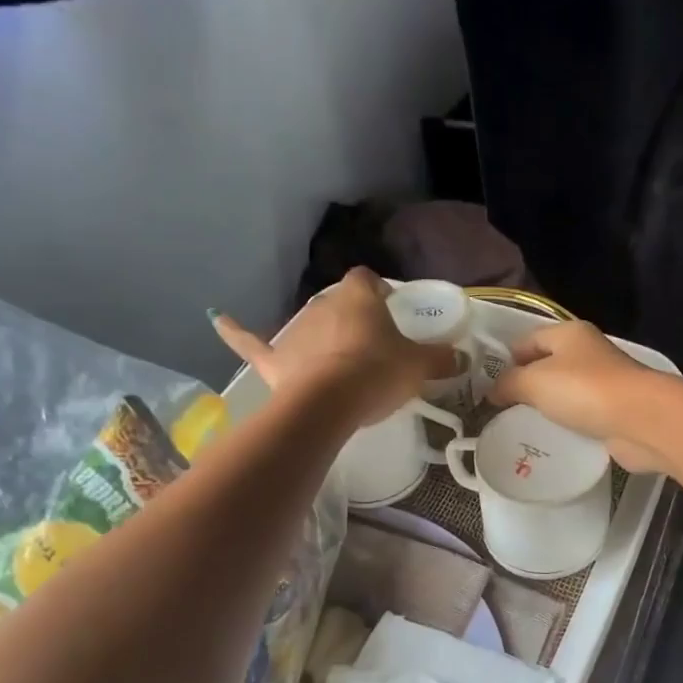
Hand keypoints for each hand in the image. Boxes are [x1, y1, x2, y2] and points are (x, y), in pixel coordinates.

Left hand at [213, 268, 452, 426]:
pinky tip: (219, 319)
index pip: (368, 280)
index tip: (388, 307)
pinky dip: (235, 331)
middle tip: (369, 343)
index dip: (378, 292)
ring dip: (319, 334)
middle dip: (350, 318)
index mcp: (359, 298)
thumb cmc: (378, 374)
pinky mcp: (274, 359)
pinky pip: (251, 341)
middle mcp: (324, 305)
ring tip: (336, 358)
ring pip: (308, 324)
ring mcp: (295, 331)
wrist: (330, 402)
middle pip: (338, 303)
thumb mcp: (419, 367)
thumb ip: (441, 359)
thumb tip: (463, 357)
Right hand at [487, 320, 672, 471]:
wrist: (641, 420)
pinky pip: (582, 413)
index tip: (489, 386)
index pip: (528, 340)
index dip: (507, 359)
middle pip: (548, 364)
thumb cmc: (584, 390)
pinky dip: (568, 423)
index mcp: (569, 332)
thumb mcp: (533, 381)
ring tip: (523, 425)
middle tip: (503, 409)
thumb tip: (493, 390)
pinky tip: (554, 437)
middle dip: (526, 384)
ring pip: (566, 391)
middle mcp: (588, 352)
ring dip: (548, 406)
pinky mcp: (614, 410)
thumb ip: (508, 383)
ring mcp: (605, 382)